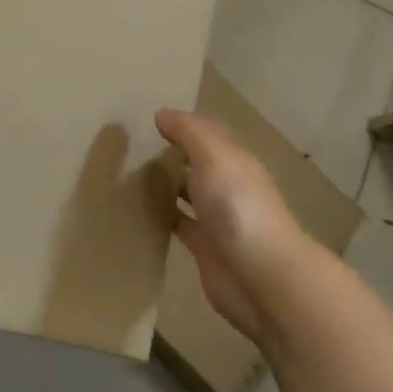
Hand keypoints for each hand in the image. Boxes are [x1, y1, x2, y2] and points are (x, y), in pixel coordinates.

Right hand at [154, 109, 301, 343]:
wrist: (261, 277)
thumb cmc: (238, 205)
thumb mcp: (213, 154)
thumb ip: (188, 131)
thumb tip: (162, 114)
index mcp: (236, 159)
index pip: (210, 132)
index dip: (185, 123)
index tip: (153, 118)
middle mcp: (229, 184)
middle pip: (199, 162)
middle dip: (174, 152)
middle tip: (135, 144)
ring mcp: (218, 218)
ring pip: (189, 192)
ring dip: (167, 182)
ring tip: (131, 172)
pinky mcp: (205, 247)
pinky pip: (180, 223)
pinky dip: (163, 214)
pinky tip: (139, 208)